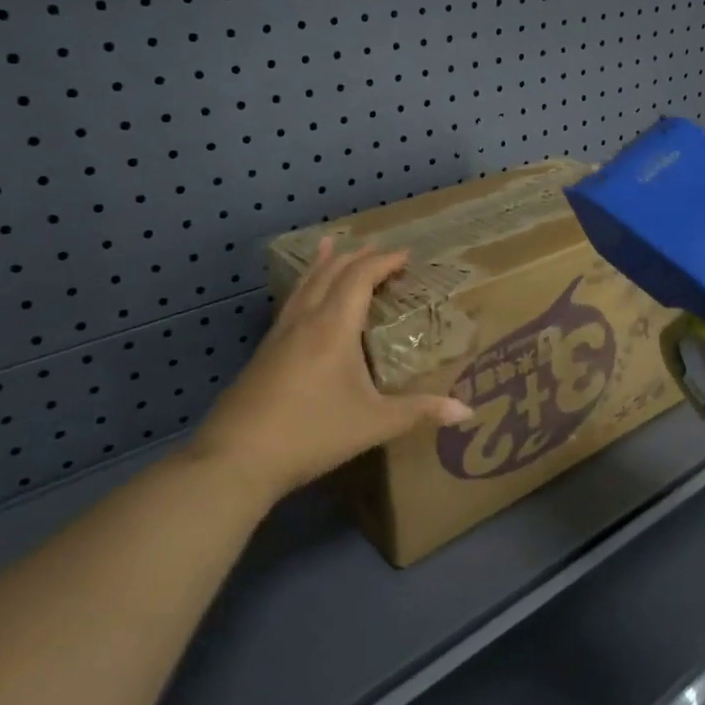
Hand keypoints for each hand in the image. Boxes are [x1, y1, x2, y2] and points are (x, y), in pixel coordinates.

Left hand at [189, 239, 473, 502]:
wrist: (236, 459)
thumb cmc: (312, 433)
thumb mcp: (373, 423)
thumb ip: (420, 412)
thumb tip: (468, 411)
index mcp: (334, 326)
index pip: (360, 277)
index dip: (384, 261)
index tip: (407, 255)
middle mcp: (306, 320)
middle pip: (331, 273)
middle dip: (358, 257)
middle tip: (380, 251)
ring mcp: (279, 334)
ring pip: (305, 284)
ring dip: (325, 264)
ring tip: (331, 245)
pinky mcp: (264, 352)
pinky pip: (291, 302)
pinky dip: (305, 285)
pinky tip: (303, 299)